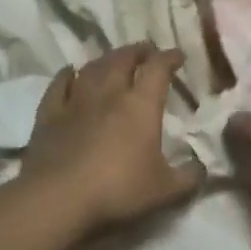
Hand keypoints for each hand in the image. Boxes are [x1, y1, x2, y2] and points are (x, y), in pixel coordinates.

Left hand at [22, 43, 202, 233]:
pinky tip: (69, 72)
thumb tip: (202, 167)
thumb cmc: (118, 190)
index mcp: (141, 105)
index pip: (158, 68)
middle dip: (137, 51)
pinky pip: (58, 86)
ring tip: (113, 59)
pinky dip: (66, 75)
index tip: (178, 56)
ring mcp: (75, 101)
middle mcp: (109, 93)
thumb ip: (188, 177)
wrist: (58, 199)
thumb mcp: (165, 191)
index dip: (169, 58)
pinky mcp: (49, 116)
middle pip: (123, 59)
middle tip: (146, 50)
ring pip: (92, 68)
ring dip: (106, 59)